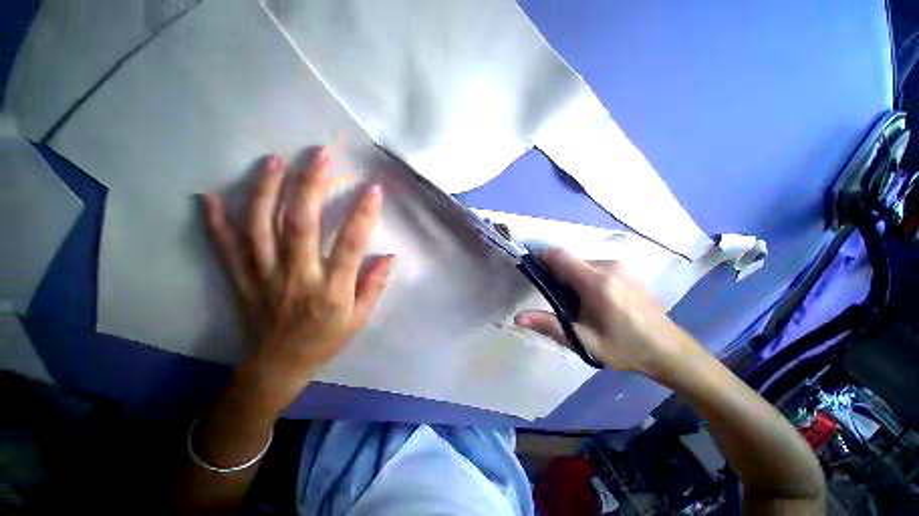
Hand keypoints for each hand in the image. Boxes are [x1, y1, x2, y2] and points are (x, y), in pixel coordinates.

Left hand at [203, 147, 391, 393]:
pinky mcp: (242, 280)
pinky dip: (216, 222)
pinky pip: (226, 248)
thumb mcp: (360, 319)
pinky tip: (209, 196)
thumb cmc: (326, 339)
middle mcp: (296, 277)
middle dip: (311, 185)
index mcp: (331, 290)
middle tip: (320, 155)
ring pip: (260, 228)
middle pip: (300, 225)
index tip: (372, 188)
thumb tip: (387, 256)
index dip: (362, 215)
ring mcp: (263, 276)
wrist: (279, 365)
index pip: (349, 245)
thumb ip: (373, 285)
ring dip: (266, 191)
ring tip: (274, 161)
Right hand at [515, 248, 700, 379]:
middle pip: (568, 260)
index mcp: (597, 283)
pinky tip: (597, 300)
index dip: (542, 262)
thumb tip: (517, 318)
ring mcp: (619, 265)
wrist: (669, 349)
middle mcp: (608, 266)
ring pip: (581, 263)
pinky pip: (594, 266)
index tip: (538, 279)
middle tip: (563, 303)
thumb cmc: (625, 348)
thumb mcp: (584, 341)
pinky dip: (586, 277)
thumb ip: (549, 325)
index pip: (558, 255)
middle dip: (558, 276)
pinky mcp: (625, 268)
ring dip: (573, 278)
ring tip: (581, 304)